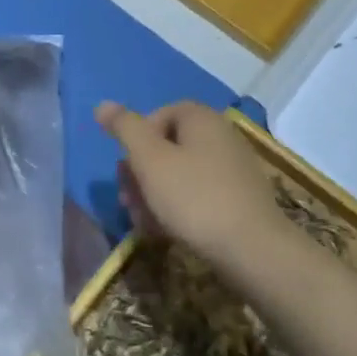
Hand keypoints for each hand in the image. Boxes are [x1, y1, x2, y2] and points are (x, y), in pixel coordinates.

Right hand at [95, 101, 285, 272]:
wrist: (254, 250)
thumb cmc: (194, 197)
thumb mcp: (149, 159)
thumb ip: (125, 128)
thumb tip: (102, 104)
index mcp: (201, 118)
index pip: (158, 115)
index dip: (136, 141)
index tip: (126, 170)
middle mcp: (220, 135)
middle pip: (168, 146)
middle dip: (141, 173)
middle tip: (127, 201)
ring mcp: (234, 168)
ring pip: (181, 174)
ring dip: (155, 195)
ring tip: (143, 223)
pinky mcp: (240, 200)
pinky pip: (200, 195)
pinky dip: (179, 209)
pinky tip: (166, 234)